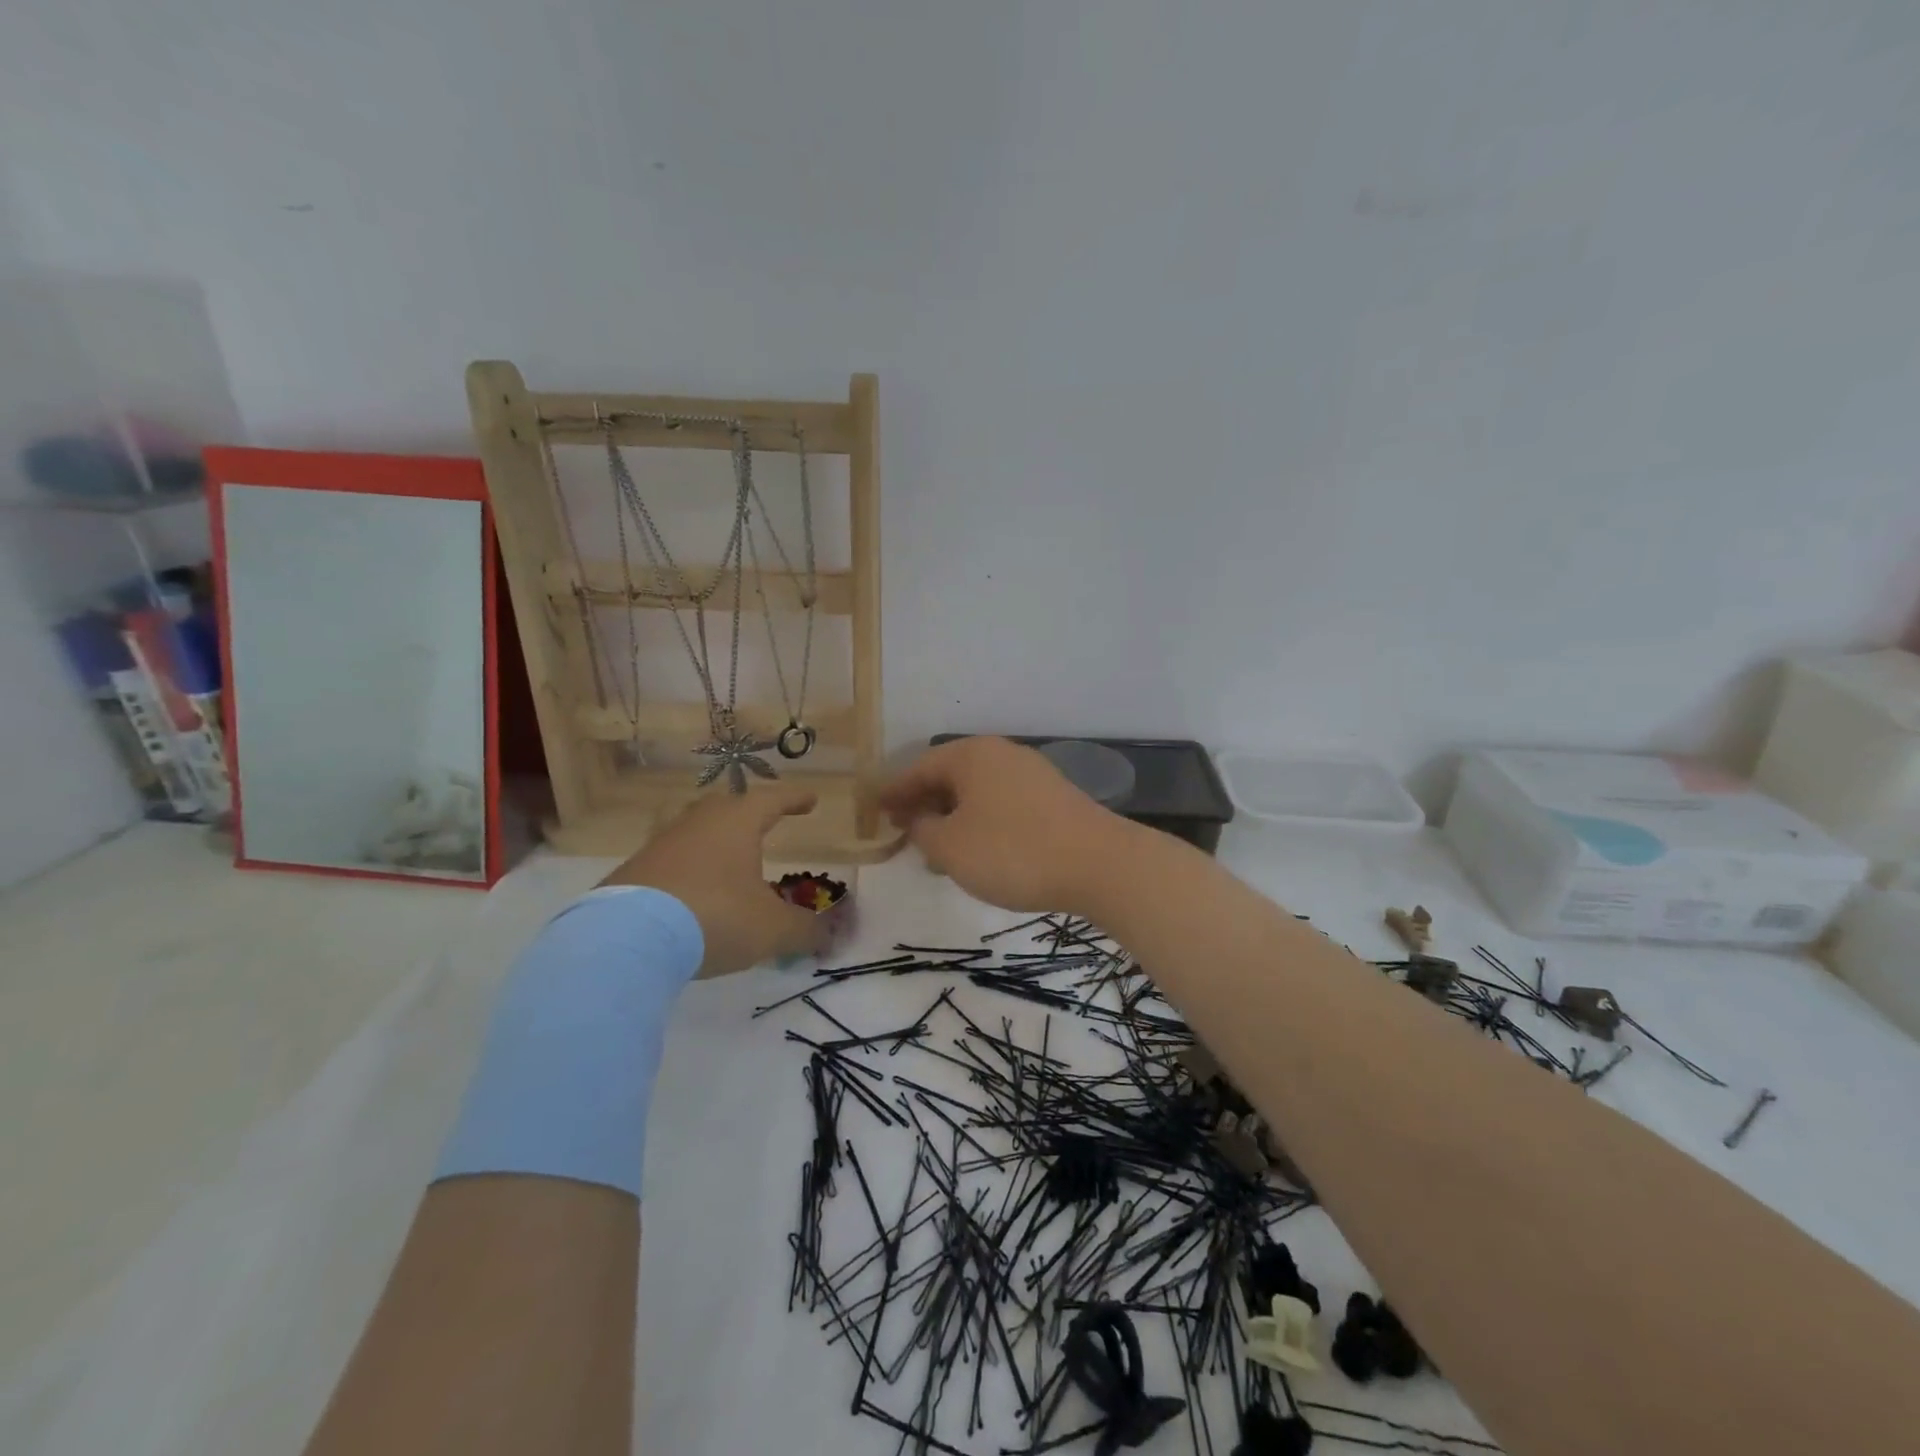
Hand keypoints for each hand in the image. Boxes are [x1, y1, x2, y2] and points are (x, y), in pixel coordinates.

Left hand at [599, 786, 828, 975]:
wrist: (627, 939)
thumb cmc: (715, 916)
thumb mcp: (772, 928)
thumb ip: (805, 930)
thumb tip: (830, 934)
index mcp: (737, 823)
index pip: (772, 800)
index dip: (794, 800)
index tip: (811, 800)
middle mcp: (698, 823)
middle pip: (728, 807)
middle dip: (749, 813)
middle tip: (765, 822)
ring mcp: (661, 845)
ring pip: (696, 832)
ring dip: (717, 843)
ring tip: (731, 862)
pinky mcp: (634, 872)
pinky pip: (672, 861)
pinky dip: (690, 870)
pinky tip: (694, 893)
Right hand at [877, 737, 1134, 914]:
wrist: (1098, 864)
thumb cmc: (1012, 852)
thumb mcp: (951, 847)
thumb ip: (923, 831)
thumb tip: (919, 820)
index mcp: (971, 755)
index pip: (919, 767)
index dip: (894, 791)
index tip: (874, 810)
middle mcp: (1001, 754)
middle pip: (950, 776)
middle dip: (923, 803)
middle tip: (902, 830)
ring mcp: (1031, 774)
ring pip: (977, 792)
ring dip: (952, 817)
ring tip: (936, 848)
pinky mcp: (1053, 799)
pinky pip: (1001, 804)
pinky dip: (980, 823)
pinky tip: (978, 851)